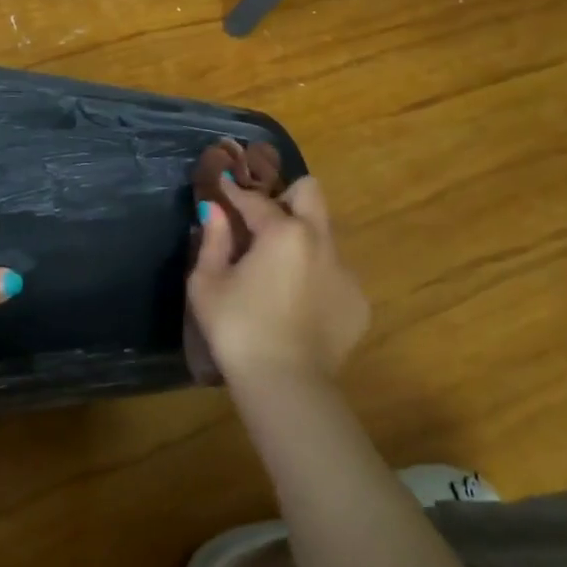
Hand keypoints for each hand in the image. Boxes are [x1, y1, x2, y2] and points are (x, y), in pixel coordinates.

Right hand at [187, 176, 368, 386]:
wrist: (286, 383)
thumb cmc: (237, 328)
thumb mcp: (208, 283)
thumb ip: (212, 240)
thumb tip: (212, 209)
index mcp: (283, 232)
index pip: (256, 199)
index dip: (236, 191)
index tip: (224, 183)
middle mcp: (321, 241)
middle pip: (311, 193)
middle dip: (286, 196)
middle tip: (263, 217)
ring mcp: (345, 272)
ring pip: (325, 235)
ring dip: (302, 238)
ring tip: (278, 268)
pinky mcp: (358, 302)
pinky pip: (335, 273)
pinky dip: (316, 276)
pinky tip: (297, 304)